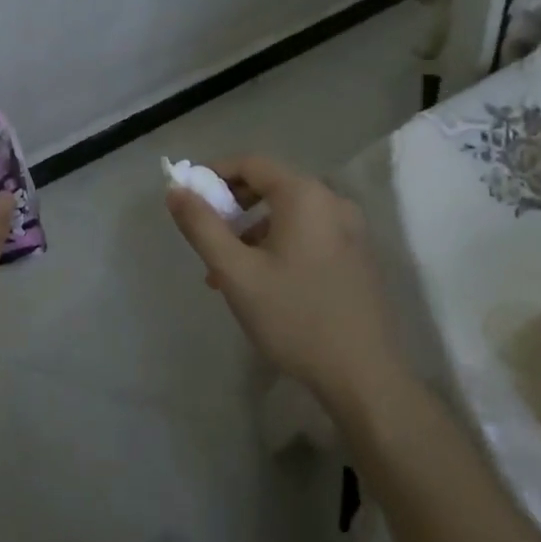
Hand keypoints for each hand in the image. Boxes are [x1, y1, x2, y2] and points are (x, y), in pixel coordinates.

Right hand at [165, 154, 402, 411]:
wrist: (365, 378)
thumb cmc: (295, 317)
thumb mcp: (236, 272)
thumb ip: (201, 226)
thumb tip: (175, 190)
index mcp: (305, 196)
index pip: (250, 163)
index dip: (214, 174)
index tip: (188, 198)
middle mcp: (332, 201)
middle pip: (271, 185)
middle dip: (232, 206)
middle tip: (206, 235)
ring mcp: (351, 229)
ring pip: (288, 213)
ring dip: (252, 230)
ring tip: (226, 270)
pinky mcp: (358, 256)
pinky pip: (308, 232)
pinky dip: (278, 243)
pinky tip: (262, 282)